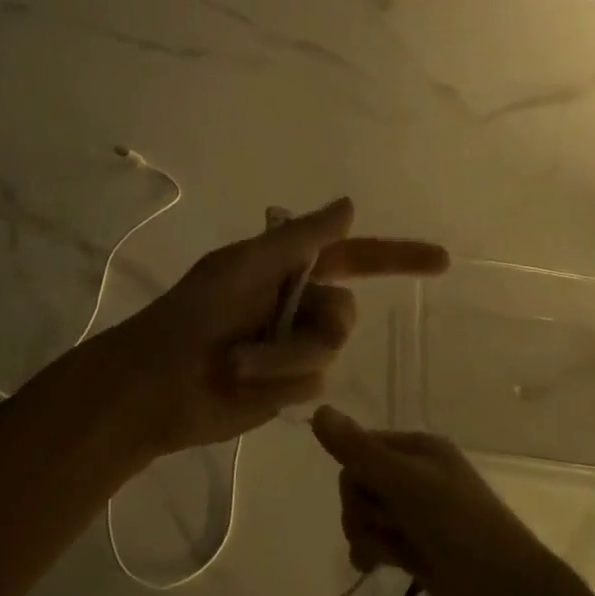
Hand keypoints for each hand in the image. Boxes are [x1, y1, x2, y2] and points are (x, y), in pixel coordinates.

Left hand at [98, 198, 447, 458]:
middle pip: (343, 315)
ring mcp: (290, 349)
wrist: (154, 387)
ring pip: (328, 354)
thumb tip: (348, 205)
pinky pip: (311, 387)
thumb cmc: (191, 317)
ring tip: (237, 367)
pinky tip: (244, 387)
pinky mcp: (284, 390)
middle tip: (252, 341)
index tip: (441, 261)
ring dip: (283, 362)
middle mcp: (293, 306)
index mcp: (283, 269)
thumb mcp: (245, 266)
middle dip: (305, 332)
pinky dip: (278, 387)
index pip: (351, 258)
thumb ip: (301, 239)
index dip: (396, 258)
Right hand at [310, 406, 569, 595]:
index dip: (355, 474)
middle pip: (359, 483)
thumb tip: (318, 411)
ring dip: (366, 533)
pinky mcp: (416, 549)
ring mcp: (417, 515)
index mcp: (420, 449)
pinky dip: (371, 551)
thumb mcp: (407, 485)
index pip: (361, 448)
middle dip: (361, 509)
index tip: (366, 495)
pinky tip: (375, 566)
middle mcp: (417, 476)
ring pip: (365, 514)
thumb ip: (360, 452)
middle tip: (384, 526)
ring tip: (385, 553)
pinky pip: (376, 540)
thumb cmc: (461, 530)